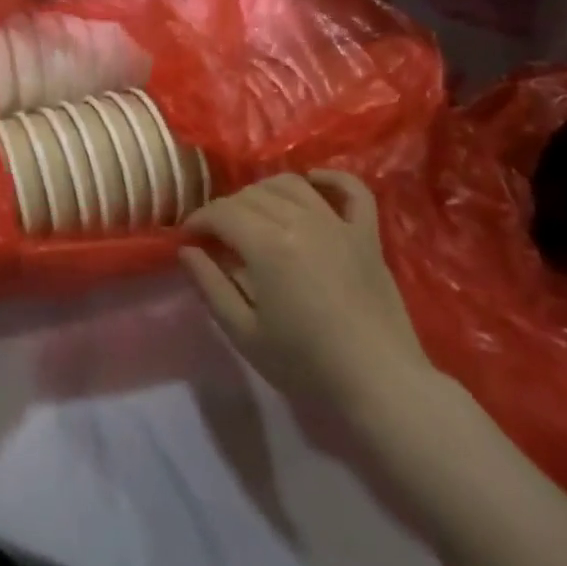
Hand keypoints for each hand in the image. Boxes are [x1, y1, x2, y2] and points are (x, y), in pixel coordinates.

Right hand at [180, 171, 440, 421]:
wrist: (380, 386)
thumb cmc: (306, 365)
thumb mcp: (244, 333)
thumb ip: (210, 286)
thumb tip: (186, 250)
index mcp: (267, 245)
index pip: (222, 212)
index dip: (199, 220)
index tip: (188, 237)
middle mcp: (301, 221)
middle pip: (252, 195)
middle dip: (226, 209)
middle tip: (218, 235)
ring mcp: (338, 224)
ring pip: (292, 184)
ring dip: (265, 192)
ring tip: (255, 215)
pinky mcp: (367, 235)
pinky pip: (351, 190)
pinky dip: (330, 179)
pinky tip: (312, 182)